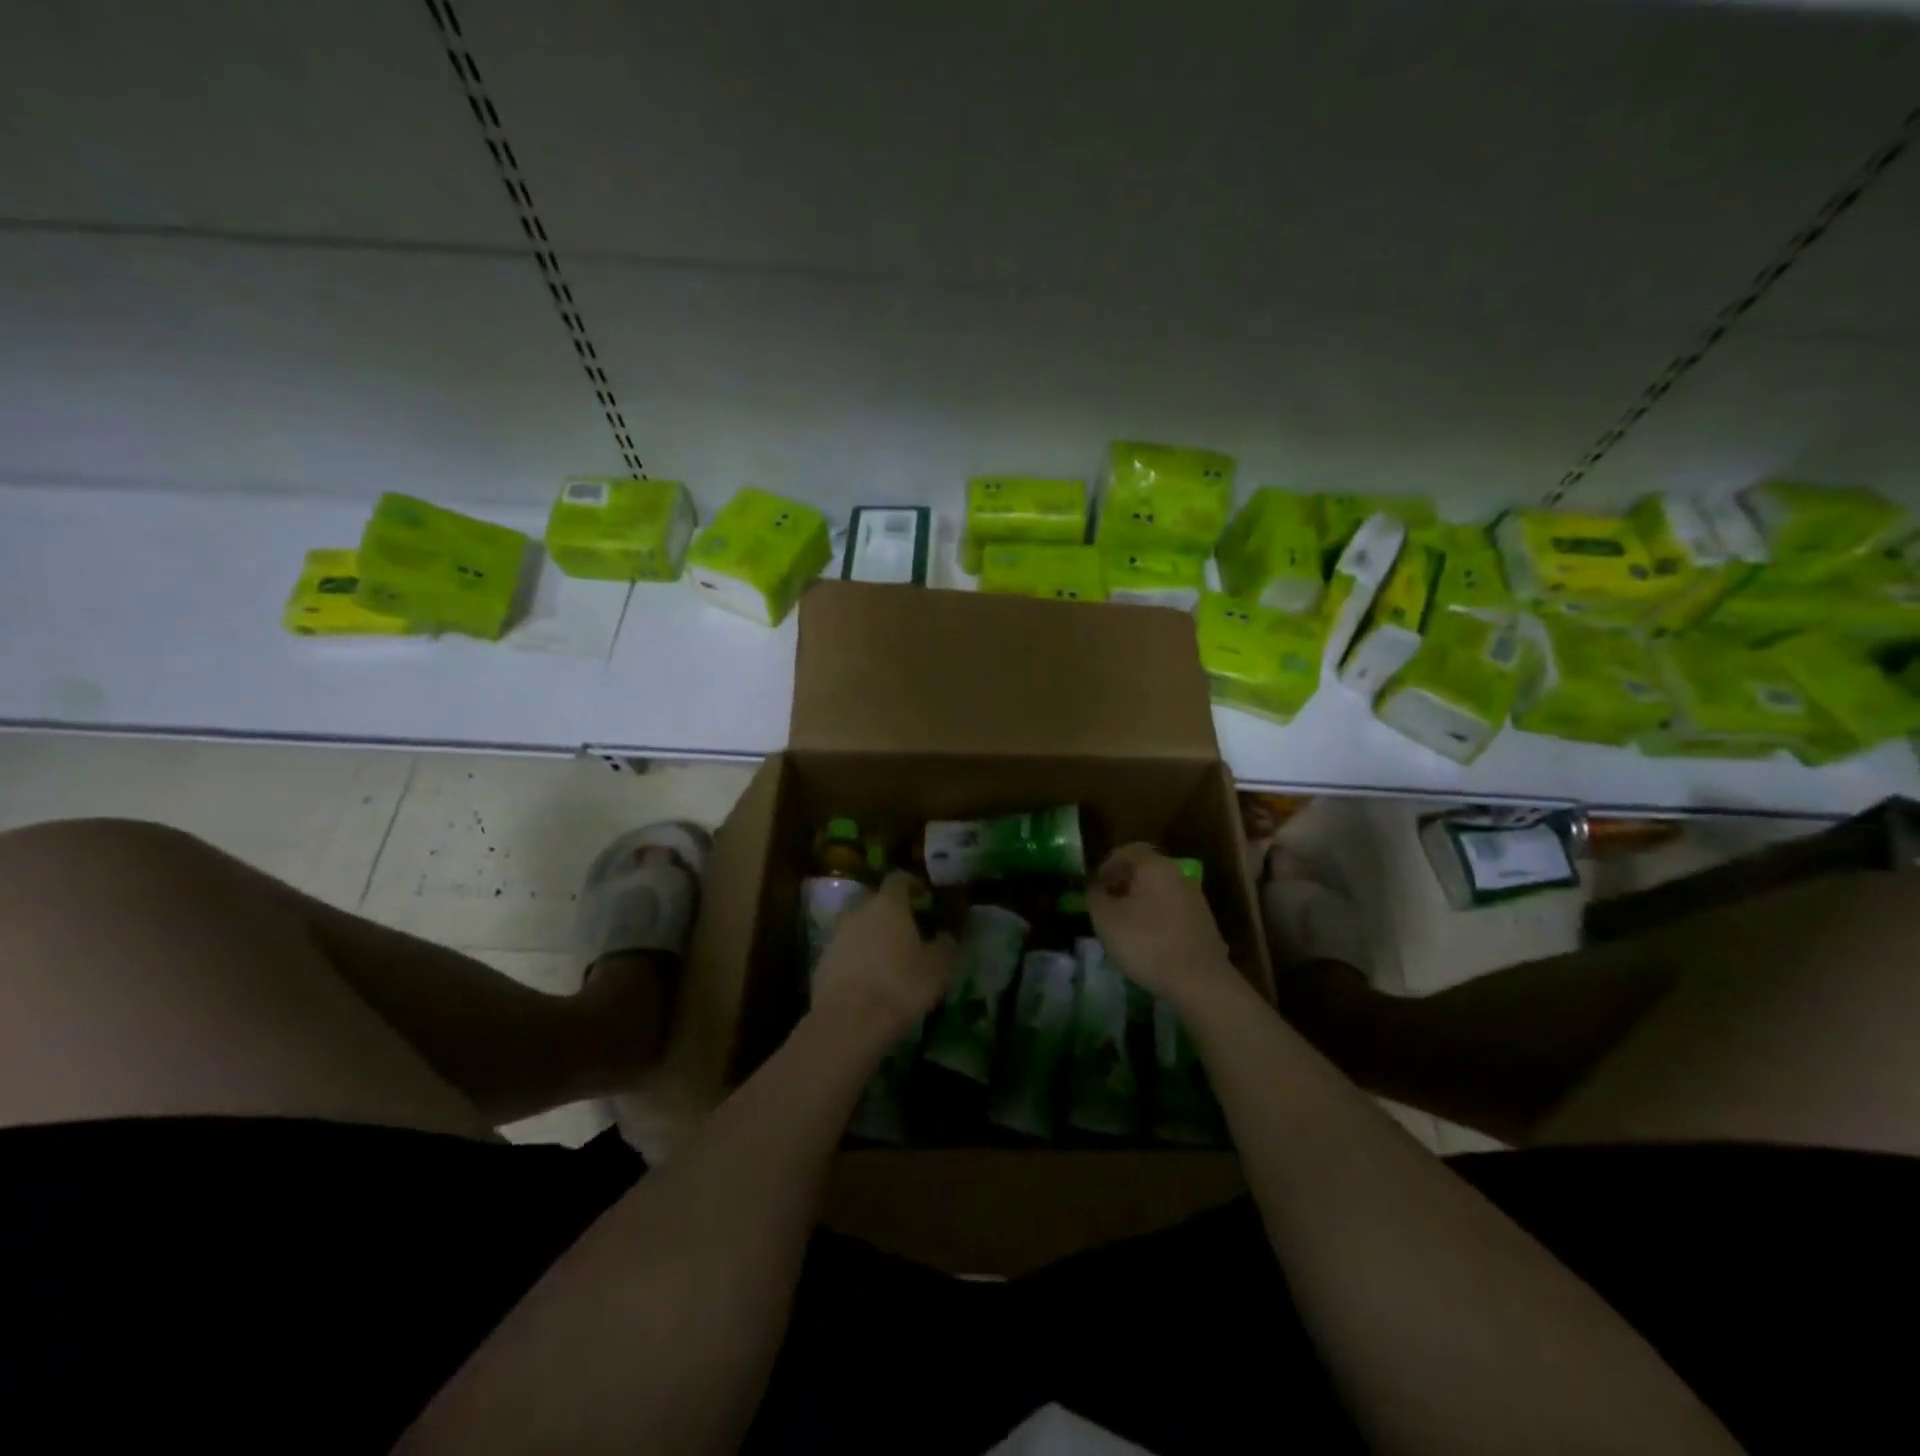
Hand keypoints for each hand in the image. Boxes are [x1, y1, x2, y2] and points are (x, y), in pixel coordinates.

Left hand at [809, 872, 955, 1044]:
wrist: (848, 1022)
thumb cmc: (901, 986)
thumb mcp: (938, 968)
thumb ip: (946, 945)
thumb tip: (947, 935)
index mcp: (888, 904)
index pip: (898, 879)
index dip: (912, 884)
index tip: (924, 897)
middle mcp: (859, 911)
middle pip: (876, 901)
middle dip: (891, 912)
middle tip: (909, 930)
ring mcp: (836, 935)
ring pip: (858, 926)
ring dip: (872, 935)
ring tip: (889, 958)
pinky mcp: (821, 961)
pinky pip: (844, 950)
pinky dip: (856, 958)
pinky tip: (869, 979)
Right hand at [1087, 844, 1239, 1007]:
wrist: (1199, 981)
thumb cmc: (1146, 942)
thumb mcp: (1106, 920)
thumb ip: (1095, 898)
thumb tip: (1095, 889)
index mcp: (1154, 867)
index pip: (1129, 851)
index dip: (1108, 864)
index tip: (1096, 883)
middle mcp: (1178, 876)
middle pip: (1147, 871)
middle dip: (1124, 883)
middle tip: (1107, 902)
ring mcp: (1195, 900)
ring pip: (1161, 892)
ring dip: (1141, 902)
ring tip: (1124, 925)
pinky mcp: (1204, 925)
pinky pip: (1173, 912)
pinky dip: (1157, 919)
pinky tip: (1148, 941)